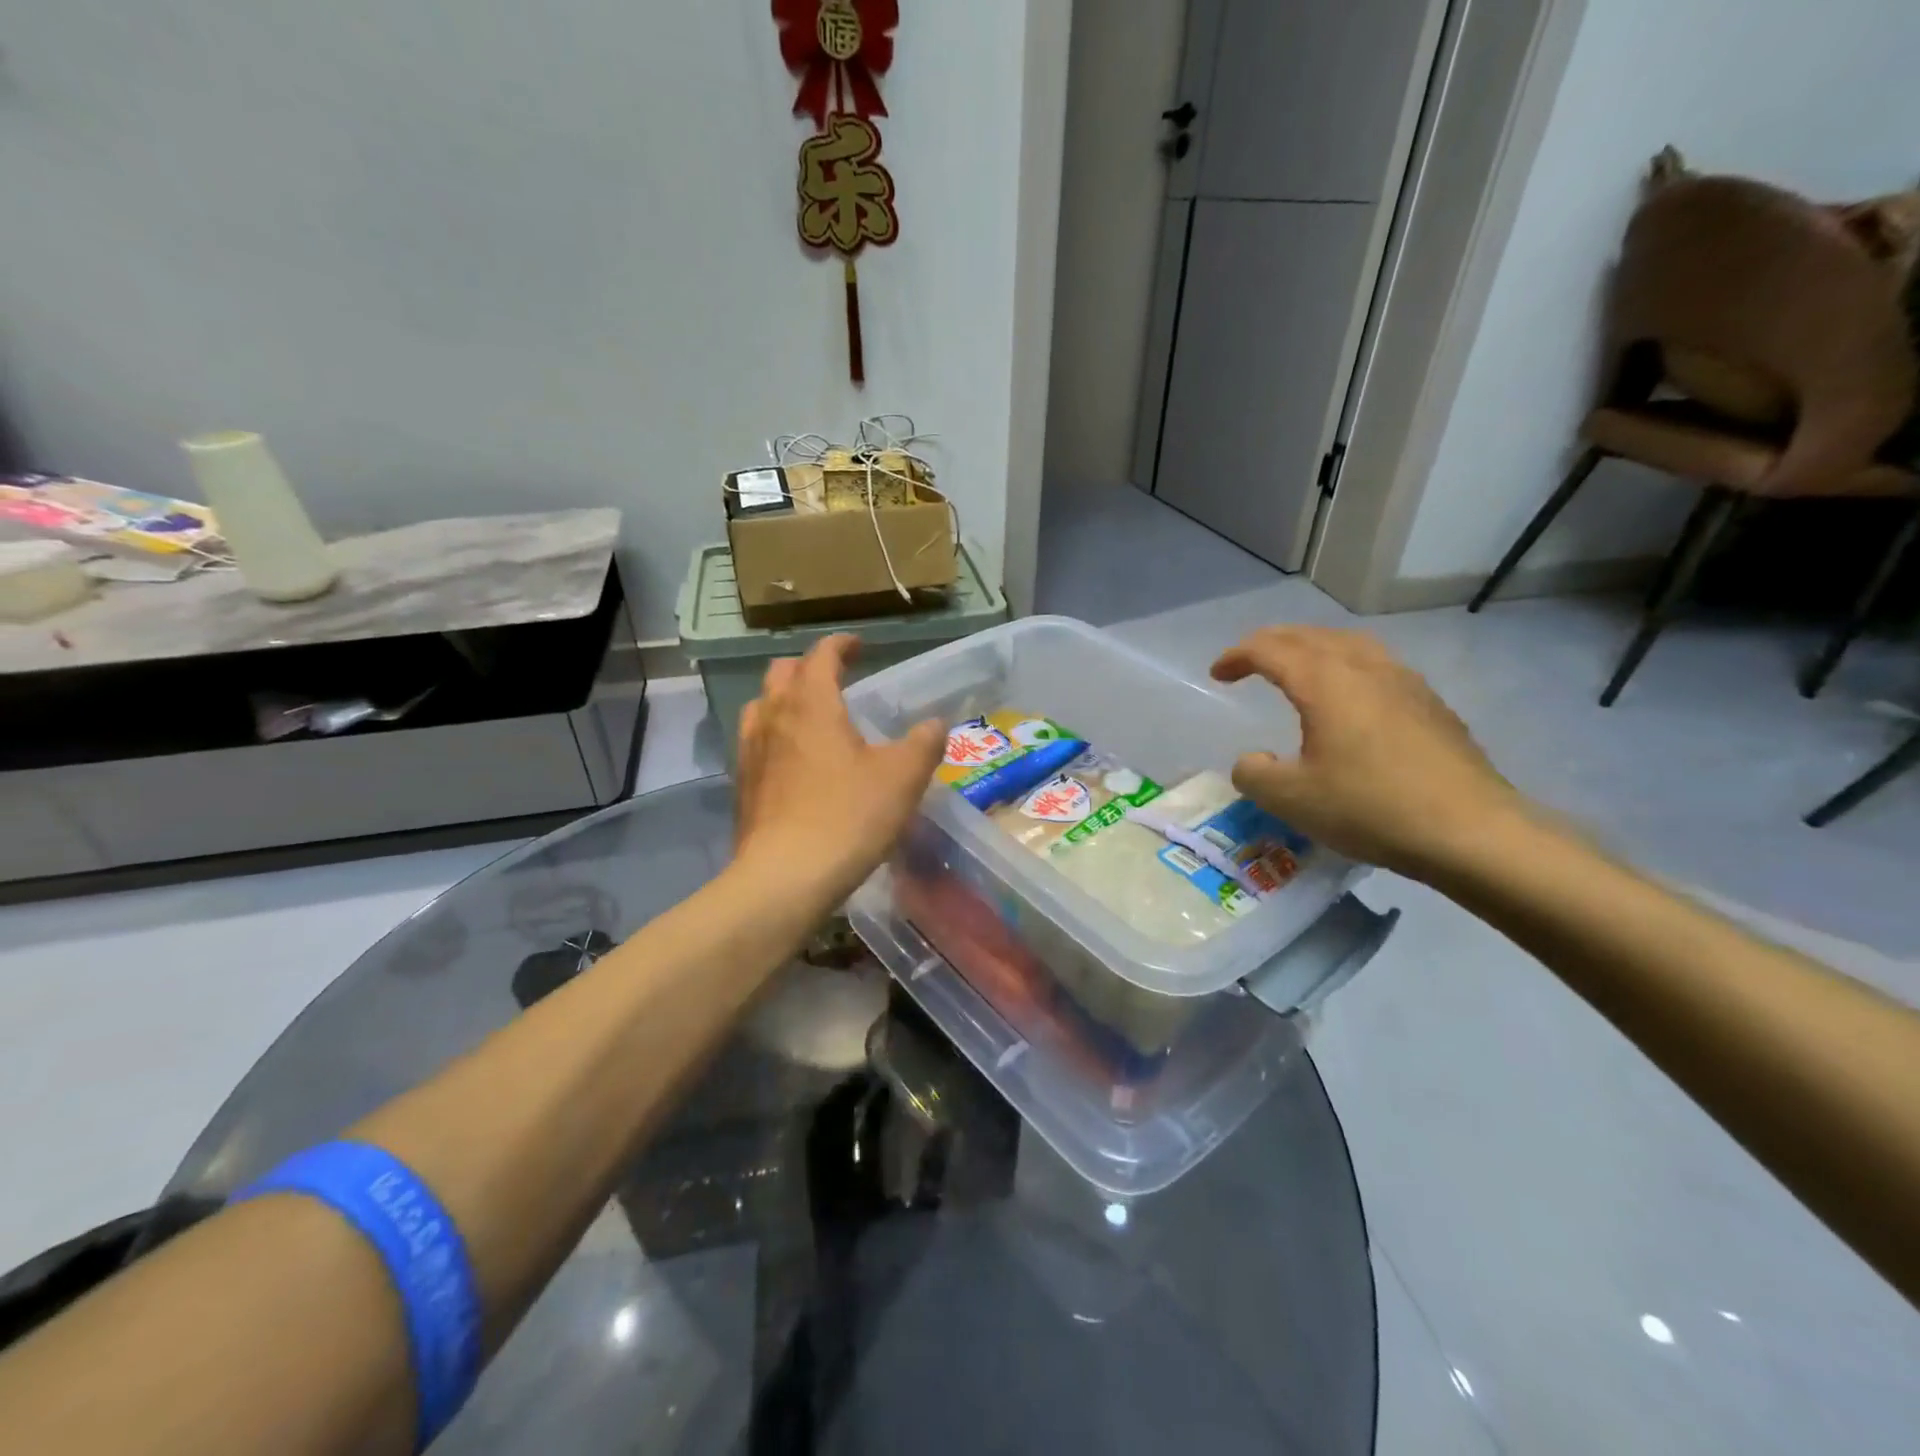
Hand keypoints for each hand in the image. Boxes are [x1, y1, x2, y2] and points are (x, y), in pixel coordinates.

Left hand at [734, 635, 945, 907]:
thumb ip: (924, 743)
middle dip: (809, 667)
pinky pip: (755, 741)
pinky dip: (775, 735)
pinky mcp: (742, 784)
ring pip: (762, 705)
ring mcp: (751, 750)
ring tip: (812, 717)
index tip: (860, 647)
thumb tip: (936, 724)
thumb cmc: (848, 816)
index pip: (822, 655)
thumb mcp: (902, 778)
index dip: (842, 646)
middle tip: (836, 679)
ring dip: (785, 699)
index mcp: (812, 703)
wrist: (784, 877)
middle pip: (782, 673)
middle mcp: (774, 716)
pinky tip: (794, 762)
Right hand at [1210, 626, 1523, 878]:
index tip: (1217, 674)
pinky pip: (1376, 664)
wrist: (1472, 831)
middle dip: (1272, 642)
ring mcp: (1404, 682)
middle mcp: (1365, 668)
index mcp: (1325, 681)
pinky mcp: (1431, 704)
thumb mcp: (1291, 799)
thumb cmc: (1370, 808)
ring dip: (1312, 648)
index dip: (1237, 656)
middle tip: (1248, 661)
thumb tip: (1253, 760)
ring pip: (1349, 643)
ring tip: (1297, 667)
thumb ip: (1254, 774)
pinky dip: (1346, 666)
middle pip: (1310, 635)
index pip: (1269, 649)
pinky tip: (1351, 697)